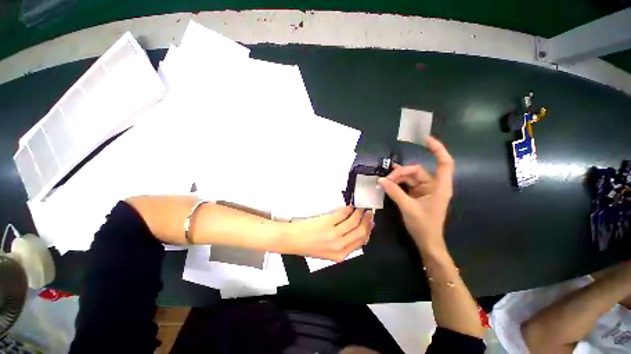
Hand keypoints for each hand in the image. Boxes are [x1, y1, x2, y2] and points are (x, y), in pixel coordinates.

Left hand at [282, 207, 373, 261]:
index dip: (368, 231)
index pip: (361, 242)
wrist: (292, 240)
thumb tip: (354, 232)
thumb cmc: (308, 246)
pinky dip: (348, 208)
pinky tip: (349, 206)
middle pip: (361, 232)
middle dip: (367, 221)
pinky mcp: (327, 223)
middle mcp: (339, 246)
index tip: (370, 223)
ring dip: (359, 213)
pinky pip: (343, 214)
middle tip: (369, 213)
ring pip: (354, 222)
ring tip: (361, 207)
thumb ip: (342, 246)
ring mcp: (333, 234)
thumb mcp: (328, 252)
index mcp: (340, 255)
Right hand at [378, 136, 454, 250]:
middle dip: (401, 173)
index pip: (444, 163)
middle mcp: (433, 185)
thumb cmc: (423, 226)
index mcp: (439, 187)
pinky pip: (407, 183)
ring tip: (384, 180)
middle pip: (417, 171)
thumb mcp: (408, 207)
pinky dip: (398, 182)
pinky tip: (388, 181)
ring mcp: (425, 190)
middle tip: (386, 179)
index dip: (437, 149)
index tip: (425, 139)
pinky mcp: (418, 194)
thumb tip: (381, 180)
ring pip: (410, 177)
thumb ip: (394, 192)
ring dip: (397, 178)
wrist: (427, 241)